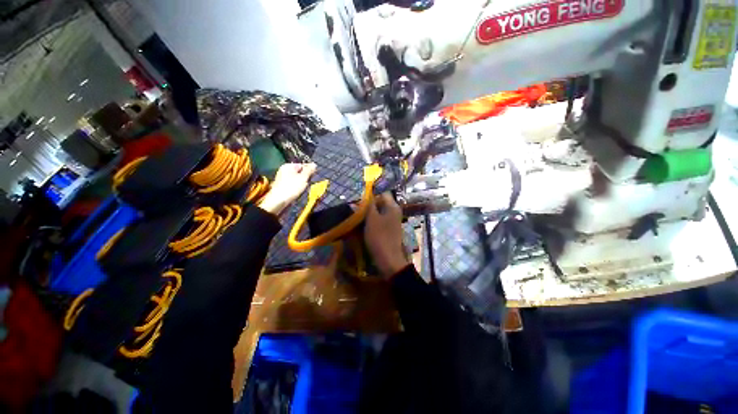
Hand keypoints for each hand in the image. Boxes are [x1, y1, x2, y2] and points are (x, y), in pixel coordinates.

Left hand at [259, 163, 316, 215]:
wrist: (278, 201)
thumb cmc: (291, 188)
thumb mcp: (303, 178)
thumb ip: (309, 170)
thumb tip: (314, 164)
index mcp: (288, 166)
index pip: (302, 165)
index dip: (309, 170)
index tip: (313, 176)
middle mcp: (284, 170)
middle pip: (299, 172)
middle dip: (305, 177)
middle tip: (308, 183)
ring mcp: (282, 178)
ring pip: (296, 179)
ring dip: (301, 183)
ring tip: (303, 189)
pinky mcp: (282, 186)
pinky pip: (292, 184)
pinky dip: (296, 187)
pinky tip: (297, 192)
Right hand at [365, 193, 409, 278]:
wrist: (388, 258)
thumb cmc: (379, 236)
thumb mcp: (371, 219)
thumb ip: (368, 205)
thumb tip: (364, 196)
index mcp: (393, 206)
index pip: (383, 192)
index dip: (372, 193)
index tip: (360, 198)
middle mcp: (394, 211)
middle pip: (381, 202)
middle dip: (369, 204)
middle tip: (356, 207)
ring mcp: (392, 220)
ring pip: (379, 211)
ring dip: (369, 212)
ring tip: (358, 215)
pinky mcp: (389, 228)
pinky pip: (380, 220)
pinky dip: (372, 220)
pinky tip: (364, 224)